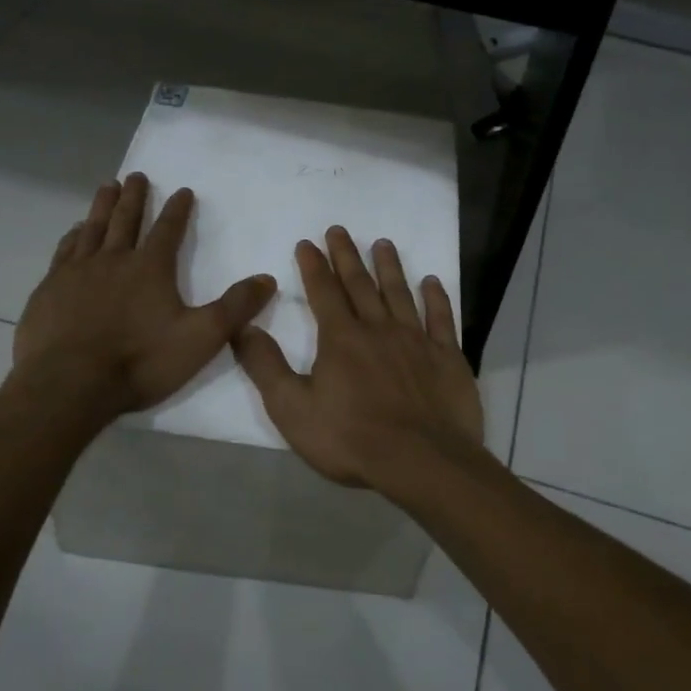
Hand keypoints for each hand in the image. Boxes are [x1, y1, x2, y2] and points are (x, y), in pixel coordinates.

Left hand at [9, 173, 276, 421]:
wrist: (70, 384)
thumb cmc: (140, 361)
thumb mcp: (201, 338)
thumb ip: (235, 308)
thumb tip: (267, 279)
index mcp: (150, 268)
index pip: (168, 230)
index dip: (178, 209)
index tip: (183, 190)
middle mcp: (113, 260)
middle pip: (126, 220)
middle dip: (135, 197)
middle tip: (136, 175)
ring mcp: (77, 272)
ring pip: (93, 229)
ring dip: (102, 207)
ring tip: (107, 187)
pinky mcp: (49, 289)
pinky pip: (64, 252)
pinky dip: (72, 236)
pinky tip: (74, 232)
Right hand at [233, 226, 483, 489]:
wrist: (422, 461)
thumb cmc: (351, 438)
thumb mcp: (292, 409)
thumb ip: (266, 367)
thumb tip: (242, 328)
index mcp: (341, 339)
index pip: (323, 292)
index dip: (313, 266)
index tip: (307, 242)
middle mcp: (379, 329)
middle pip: (360, 284)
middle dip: (346, 255)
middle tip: (339, 229)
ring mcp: (417, 340)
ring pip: (400, 294)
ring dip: (390, 267)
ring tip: (383, 244)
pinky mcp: (447, 357)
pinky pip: (441, 318)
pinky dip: (436, 298)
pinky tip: (432, 281)